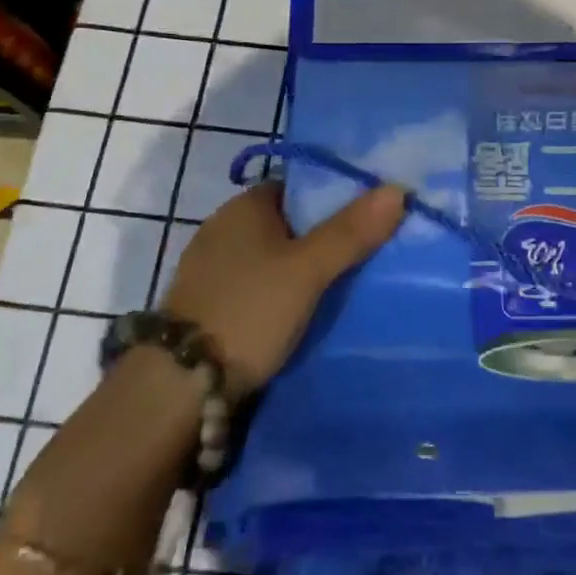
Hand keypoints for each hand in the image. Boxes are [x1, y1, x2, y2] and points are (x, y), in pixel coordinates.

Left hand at [162, 180, 406, 395]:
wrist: (178, 387)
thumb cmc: (248, 311)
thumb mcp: (307, 270)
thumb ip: (350, 231)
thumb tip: (397, 189)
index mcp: (244, 207)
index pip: (298, 187)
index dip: (334, 198)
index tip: (369, 217)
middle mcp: (223, 229)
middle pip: (287, 222)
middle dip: (323, 236)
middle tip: (367, 254)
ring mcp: (211, 268)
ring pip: (272, 257)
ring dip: (301, 269)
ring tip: (344, 285)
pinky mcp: (207, 304)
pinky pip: (256, 285)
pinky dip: (280, 293)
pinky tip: (302, 313)